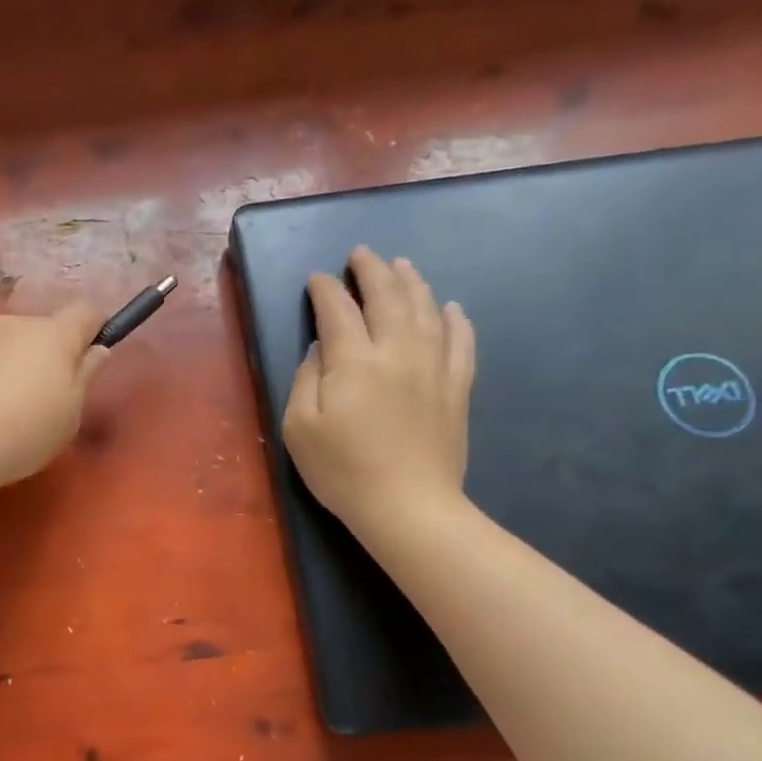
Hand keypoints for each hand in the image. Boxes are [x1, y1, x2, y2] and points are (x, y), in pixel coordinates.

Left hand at [0, 305, 108, 489]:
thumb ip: (85, 377)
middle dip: (43, 355)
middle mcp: (11, 324)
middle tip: (38, 398)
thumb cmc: (22, 434)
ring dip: (5, 363)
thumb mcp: (69, 416)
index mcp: (52, 336)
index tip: (91, 353)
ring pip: (0, 343)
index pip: (85, 313)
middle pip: (38, 331)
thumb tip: (96, 350)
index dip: (93, 328)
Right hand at [282, 247, 475, 542]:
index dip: (326, 290)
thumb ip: (305, 380)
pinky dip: (456, 320)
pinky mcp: (457, 388)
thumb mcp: (299, 429)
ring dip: (412, 282)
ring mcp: (434, 367)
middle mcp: (397, 351)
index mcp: (353, 362)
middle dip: (372, 271)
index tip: (318, 279)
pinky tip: (451, 308)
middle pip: (387, 297)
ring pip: (426, 309)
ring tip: (402, 265)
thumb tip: (320, 349)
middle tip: (361, 255)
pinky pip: (462, 341)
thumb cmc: (342, 470)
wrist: (407, 505)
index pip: (338, 311)